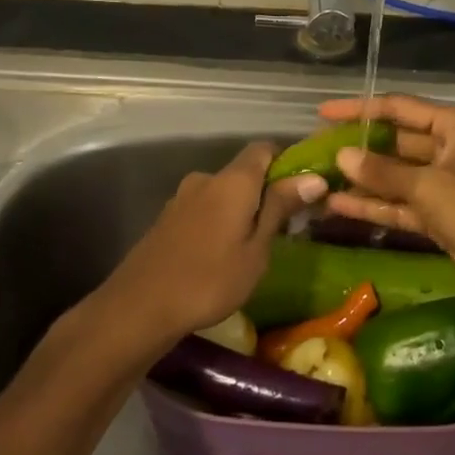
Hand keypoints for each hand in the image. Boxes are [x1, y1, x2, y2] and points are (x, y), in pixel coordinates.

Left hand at [99, 142, 326, 347]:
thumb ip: (281, 208)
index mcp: (234, 180)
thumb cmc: (210, 279)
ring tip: (251, 246)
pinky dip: (218, 221)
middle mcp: (207, 178)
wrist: (140, 307)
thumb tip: (314, 177)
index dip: (287, 162)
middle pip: (244, 172)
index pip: (265, 148)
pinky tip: (219, 254)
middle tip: (282, 227)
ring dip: (239, 209)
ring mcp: (183, 197)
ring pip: (222, 192)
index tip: (303, 189)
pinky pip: (203, 208)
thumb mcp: (257, 249)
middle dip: (264, 192)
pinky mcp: (167, 218)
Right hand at [320, 94, 454, 325]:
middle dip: (359, 148)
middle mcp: (452, 148)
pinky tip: (338, 207)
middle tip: (317, 150)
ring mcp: (447, 184)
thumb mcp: (429, 186)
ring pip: (397, 176)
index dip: (360, 109)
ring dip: (362, 180)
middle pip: (397, 141)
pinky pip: (403, 204)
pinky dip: (376, 206)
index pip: (400, 108)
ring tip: (319, 180)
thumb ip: (382, 172)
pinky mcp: (443, 217)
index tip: (323, 113)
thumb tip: (341, 156)